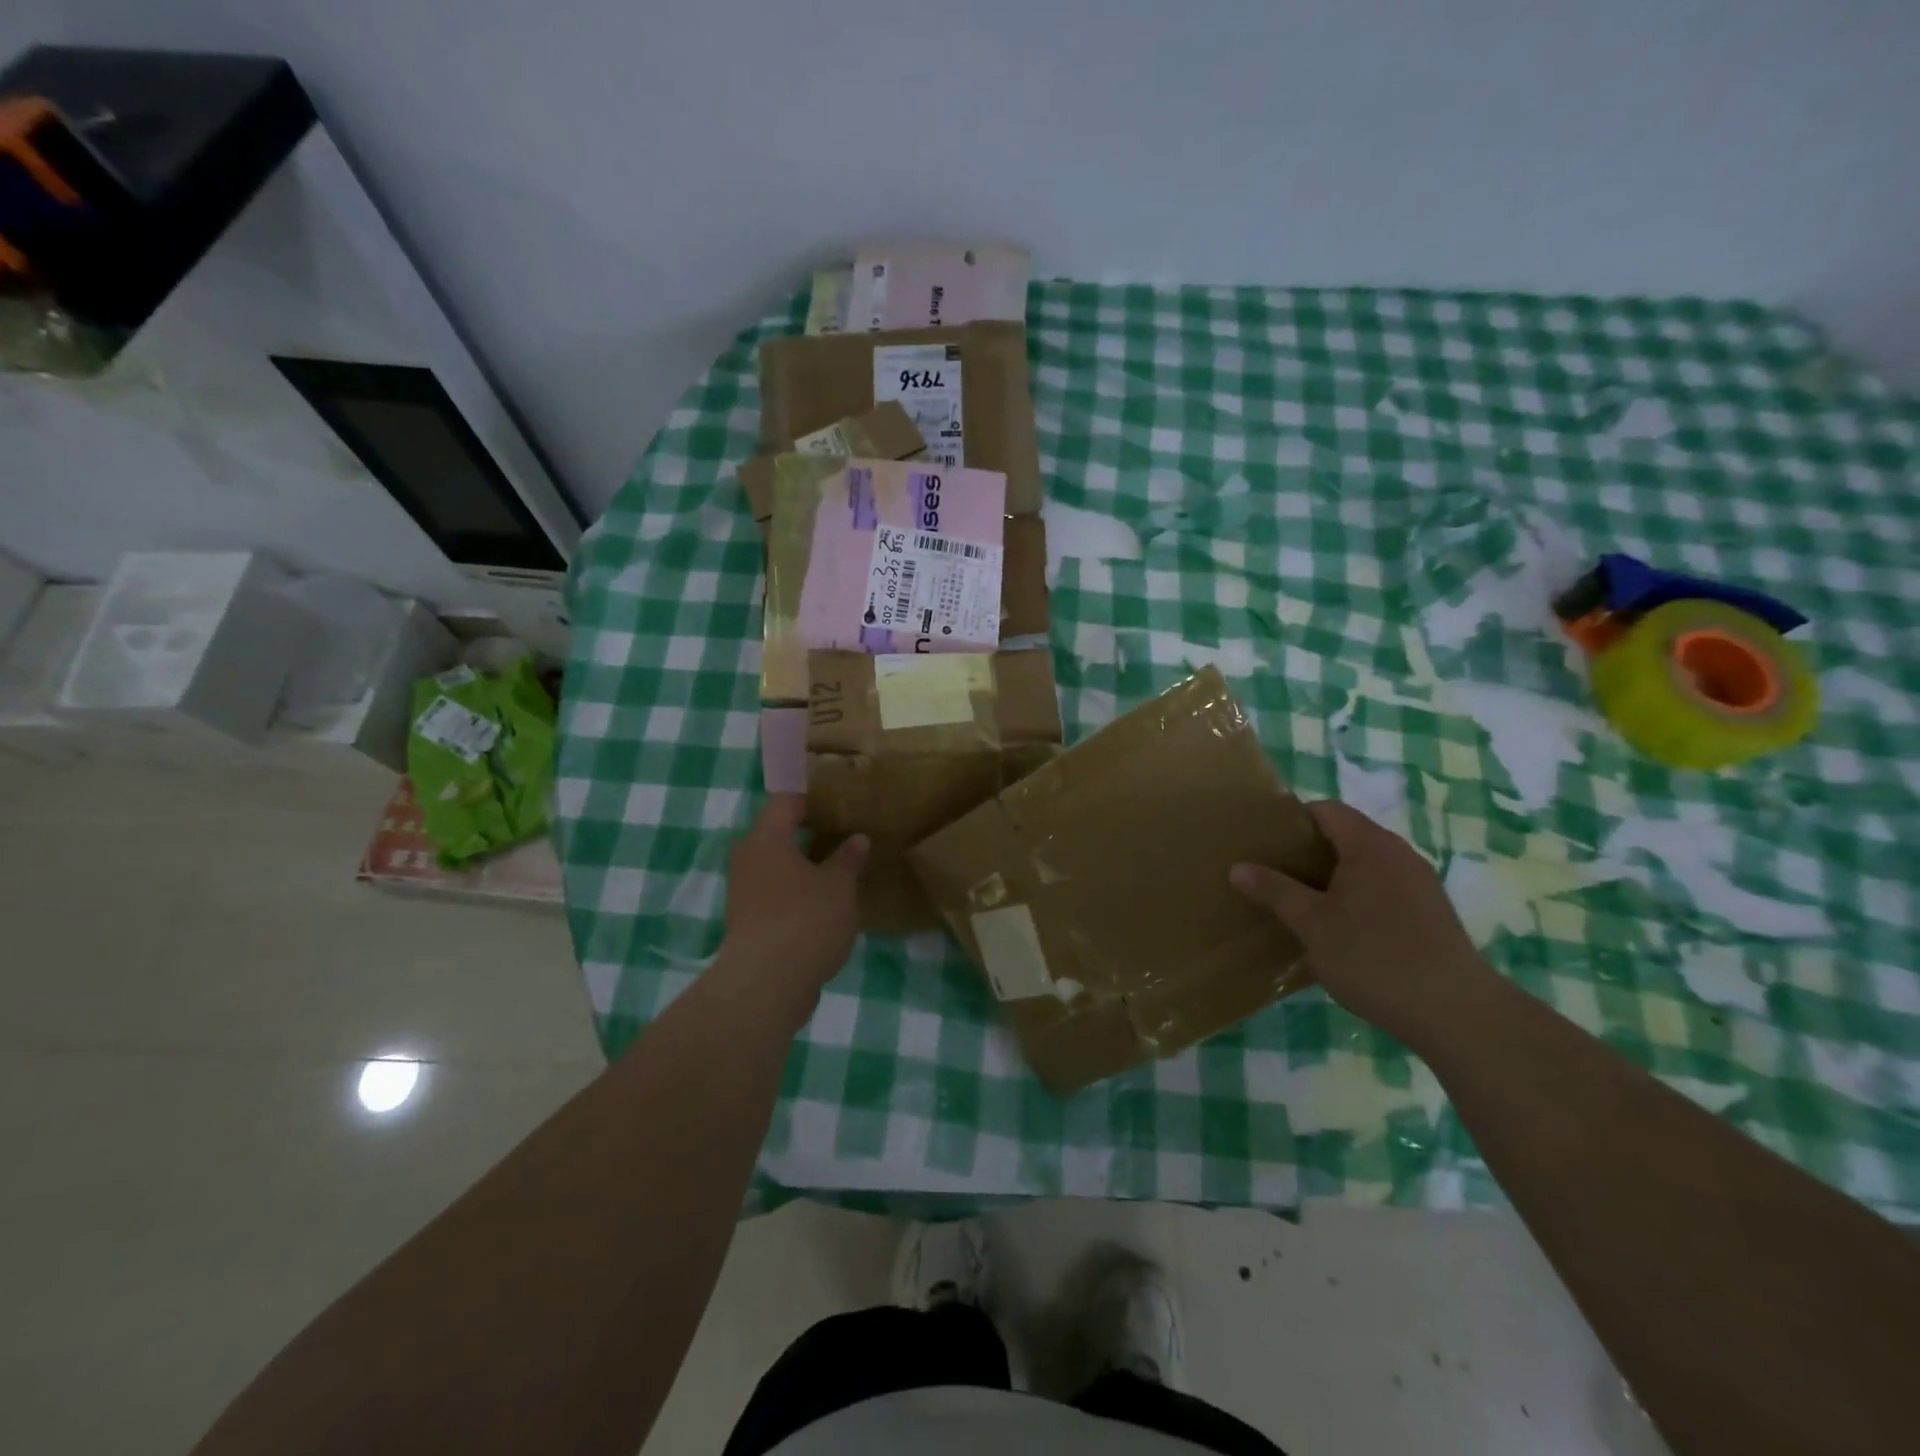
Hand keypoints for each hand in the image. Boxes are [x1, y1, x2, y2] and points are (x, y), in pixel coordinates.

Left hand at [712, 795, 866, 1020]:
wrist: (766, 985)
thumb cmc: (806, 920)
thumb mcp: (839, 886)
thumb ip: (848, 858)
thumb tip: (857, 838)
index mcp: (767, 838)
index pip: (786, 802)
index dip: (814, 801)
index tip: (842, 810)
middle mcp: (748, 858)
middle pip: (779, 834)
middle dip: (811, 836)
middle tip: (846, 841)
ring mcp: (743, 891)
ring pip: (776, 866)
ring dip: (805, 868)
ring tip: (840, 874)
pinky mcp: (746, 921)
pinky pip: (774, 893)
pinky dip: (796, 893)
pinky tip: (825, 906)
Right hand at [1229, 800, 1495, 1046]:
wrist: (1455, 1012)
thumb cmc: (1374, 957)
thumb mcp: (1312, 924)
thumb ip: (1275, 890)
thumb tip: (1238, 867)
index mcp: (1370, 846)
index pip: (1326, 810)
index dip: (1292, 820)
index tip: (1264, 843)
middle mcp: (1399, 854)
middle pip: (1346, 836)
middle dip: (1307, 852)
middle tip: (1273, 874)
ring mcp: (1420, 884)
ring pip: (1364, 865)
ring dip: (1331, 878)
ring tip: (1299, 903)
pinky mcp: (1430, 914)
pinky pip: (1383, 889)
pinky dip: (1355, 898)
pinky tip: (1339, 930)